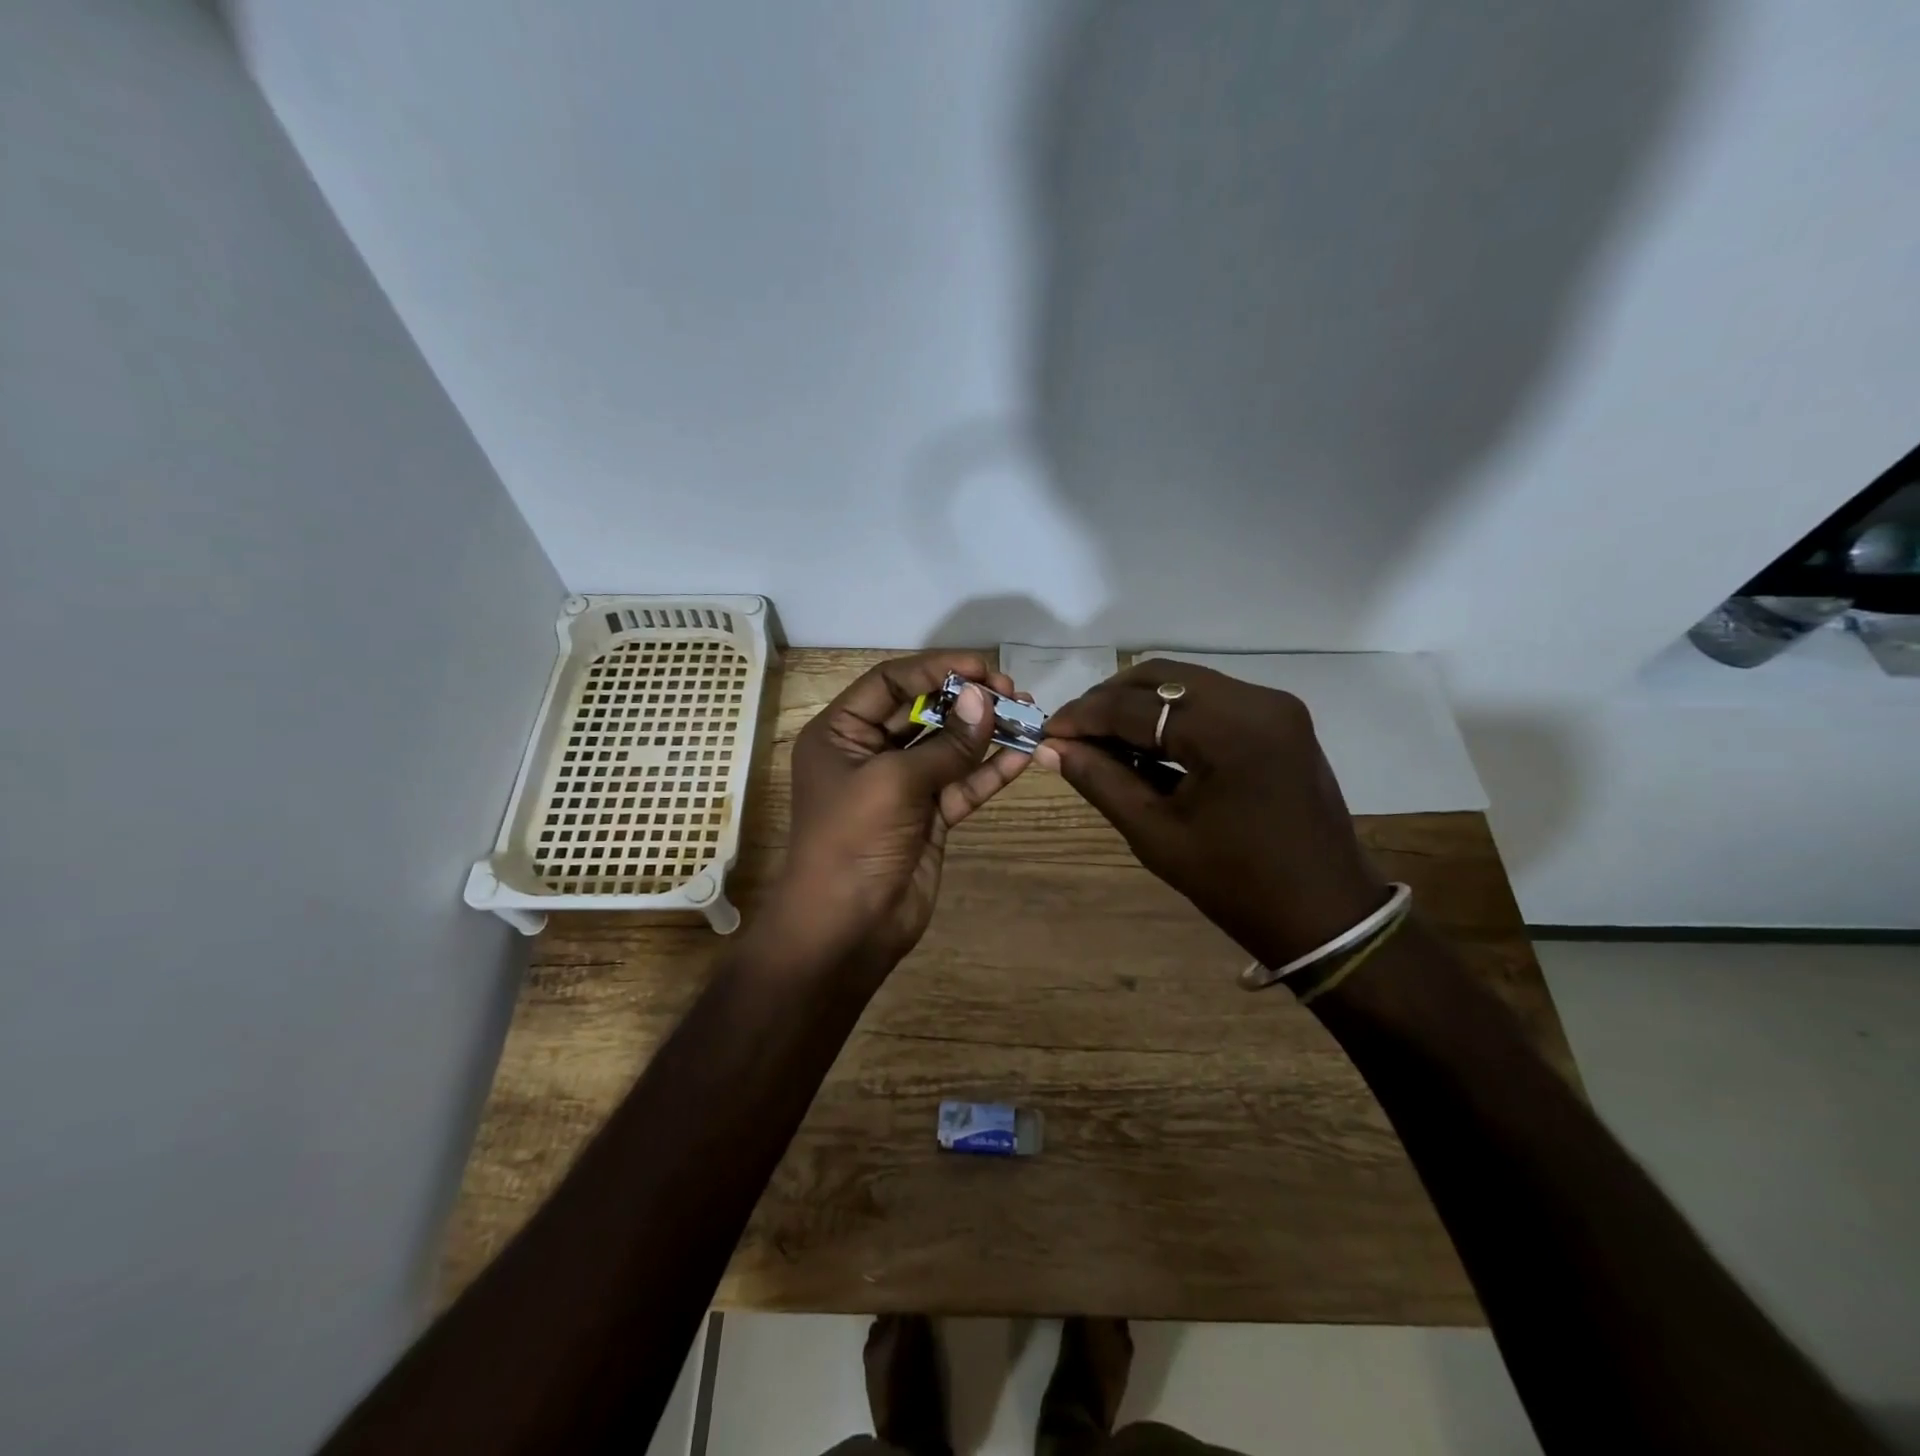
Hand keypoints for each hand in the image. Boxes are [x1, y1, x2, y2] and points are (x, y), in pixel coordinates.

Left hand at [778, 652, 1029, 978]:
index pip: (890, 682)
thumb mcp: (894, 782)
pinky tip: (1024, 754)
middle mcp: (869, 752)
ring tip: (1028, 714)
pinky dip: (991, 771)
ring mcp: (902, 786)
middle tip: (1012, 690)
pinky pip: (962, 784)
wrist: (846, 928)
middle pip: (923, 710)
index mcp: (841, 732)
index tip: (982, 667)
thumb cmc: (853, 840)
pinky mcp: (929, 817)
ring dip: (985, 732)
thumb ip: (946, 743)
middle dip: (966, 699)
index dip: (935, 668)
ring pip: (948, 747)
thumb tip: (986, 699)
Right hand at [1038, 660, 1387, 967]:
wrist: (1326, 913)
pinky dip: (1174, 715)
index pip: (1135, 706)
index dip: (1083, 717)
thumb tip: (1051, 749)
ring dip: (1139, 705)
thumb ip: (1100, 780)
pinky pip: (1213, 700)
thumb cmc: (1235, 884)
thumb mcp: (1156, 834)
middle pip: (1161, 677)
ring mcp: (1275, 706)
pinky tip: (1147, 742)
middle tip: (1073, 733)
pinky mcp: (1281, 719)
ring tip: (1103, 738)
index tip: (1047, 732)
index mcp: (1228, 730)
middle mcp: (1256, 700)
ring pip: (1186, 684)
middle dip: (1109, 700)